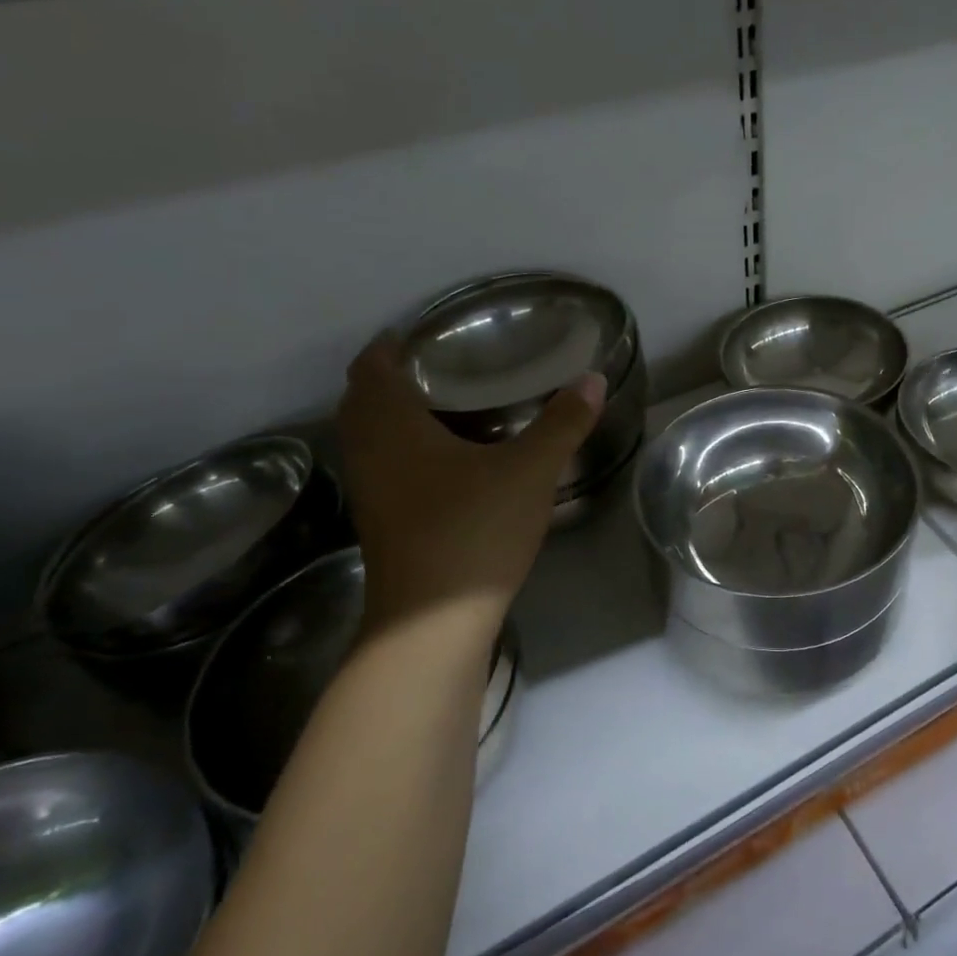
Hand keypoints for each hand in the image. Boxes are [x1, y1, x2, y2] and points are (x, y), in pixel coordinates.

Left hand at [336, 335, 605, 638]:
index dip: (391, 344)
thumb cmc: (473, 530)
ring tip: (448, 405)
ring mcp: (370, 491)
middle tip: (443, 365)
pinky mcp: (381, 521)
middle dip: (393, 377)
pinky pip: (383, 465)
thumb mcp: (529, 471)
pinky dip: (403, 449)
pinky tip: (447, 461)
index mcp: (391, 426)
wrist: (432, 622)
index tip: (424, 333)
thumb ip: (562, 423)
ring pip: (370, 436)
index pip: (371, 366)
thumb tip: (594, 378)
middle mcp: (368, 452)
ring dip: (395, 414)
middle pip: (363, 399)